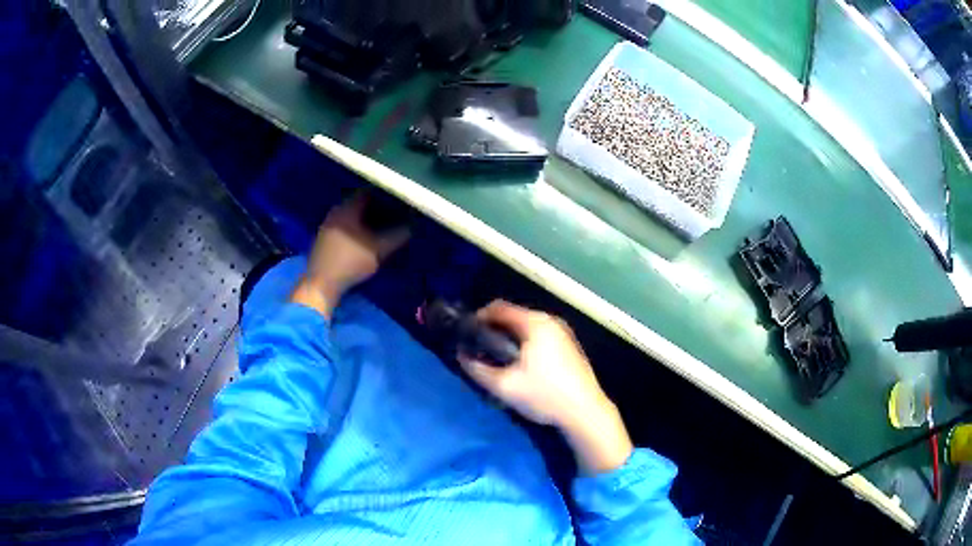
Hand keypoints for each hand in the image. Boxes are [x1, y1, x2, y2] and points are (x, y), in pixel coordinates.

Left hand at [291, 194, 409, 316]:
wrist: (321, 283)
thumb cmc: (351, 261)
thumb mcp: (379, 249)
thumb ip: (397, 236)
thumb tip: (412, 226)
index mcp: (348, 207)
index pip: (369, 191)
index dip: (386, 195)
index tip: (399, 201)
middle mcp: (336, 210)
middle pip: (360, 202)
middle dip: (378, 207)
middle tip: (394, 214)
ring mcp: (328, 224)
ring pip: (352, 214)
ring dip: (367, 219)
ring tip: (383, 227)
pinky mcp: (325, 238)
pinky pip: (345, 225)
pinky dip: (357, 227)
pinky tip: (365, 238)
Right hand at [459, 300, 632, 473]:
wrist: (586, 412)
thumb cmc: (544, 395)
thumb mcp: (504, 386)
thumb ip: (477, 369)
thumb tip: (461, 355)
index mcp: (535, 323)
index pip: (498, 308)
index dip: (478, 318)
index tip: (466, 335)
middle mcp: (550, 321)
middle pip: (513, 316)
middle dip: (493, 330)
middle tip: (479, 349)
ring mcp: (563, 332)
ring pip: (527, 327)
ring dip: (509, 338)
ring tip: (497, 359)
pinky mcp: (570, 346)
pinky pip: (540, 336)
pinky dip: (525, 343)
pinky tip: (521, 365)